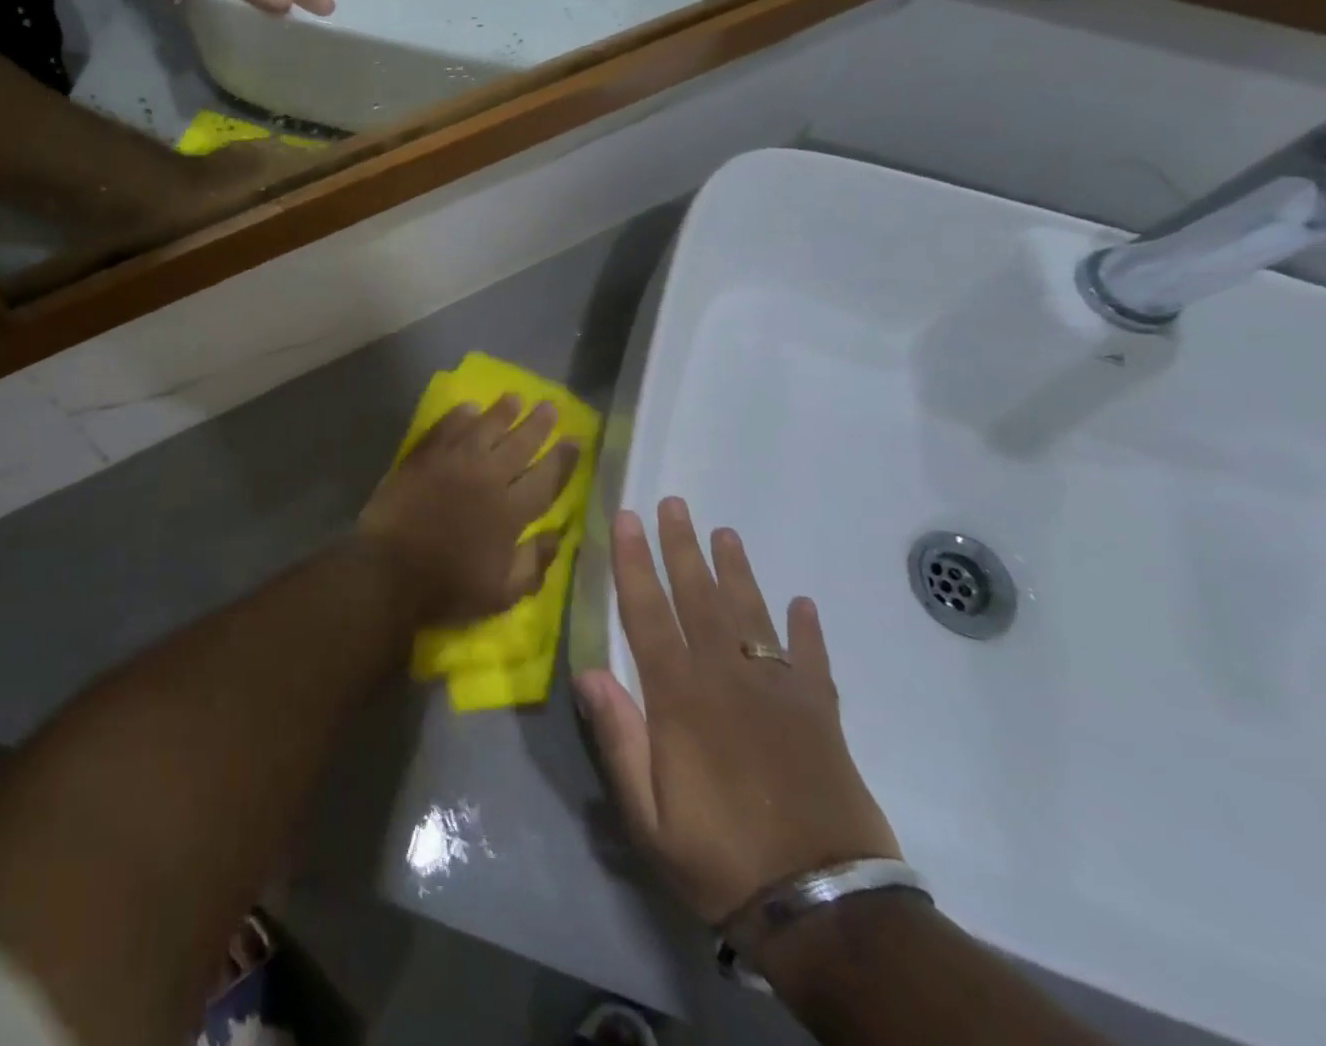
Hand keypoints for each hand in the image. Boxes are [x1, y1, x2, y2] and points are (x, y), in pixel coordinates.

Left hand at [355, 396, 580, 628]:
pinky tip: (468, 408)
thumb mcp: (502, 594)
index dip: (563, 459)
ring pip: (484, 428)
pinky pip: (446, 428)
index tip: (575, 440)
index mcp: (511, 512)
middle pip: (519, 444)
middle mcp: (487, 479)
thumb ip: (534, 564)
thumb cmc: (447, 588)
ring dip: (502, 412)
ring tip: (515, 397)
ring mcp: (453, 463)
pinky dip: (459, 416)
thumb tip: (558, 535)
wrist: (387, 572)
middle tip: (550, 406)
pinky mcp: (423, 458)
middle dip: (538, 424)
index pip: (546, 479)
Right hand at [575, 499, 899, 924]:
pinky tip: (803, 602)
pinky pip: (813, 659)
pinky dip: (808, 629)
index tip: (625, 519)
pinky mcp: (821, 714)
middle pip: (699, 597)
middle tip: (674, 503)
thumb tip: (587, 670)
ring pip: (751, 614)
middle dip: (681, 546)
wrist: (826, 909)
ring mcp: (779, 692)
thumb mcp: (648, 815)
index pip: (648, 612)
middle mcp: (727, 678)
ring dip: (736, 570)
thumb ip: (619, 738)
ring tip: (725, 532)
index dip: (633, 562)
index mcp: (680, 697)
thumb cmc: (720, 858)